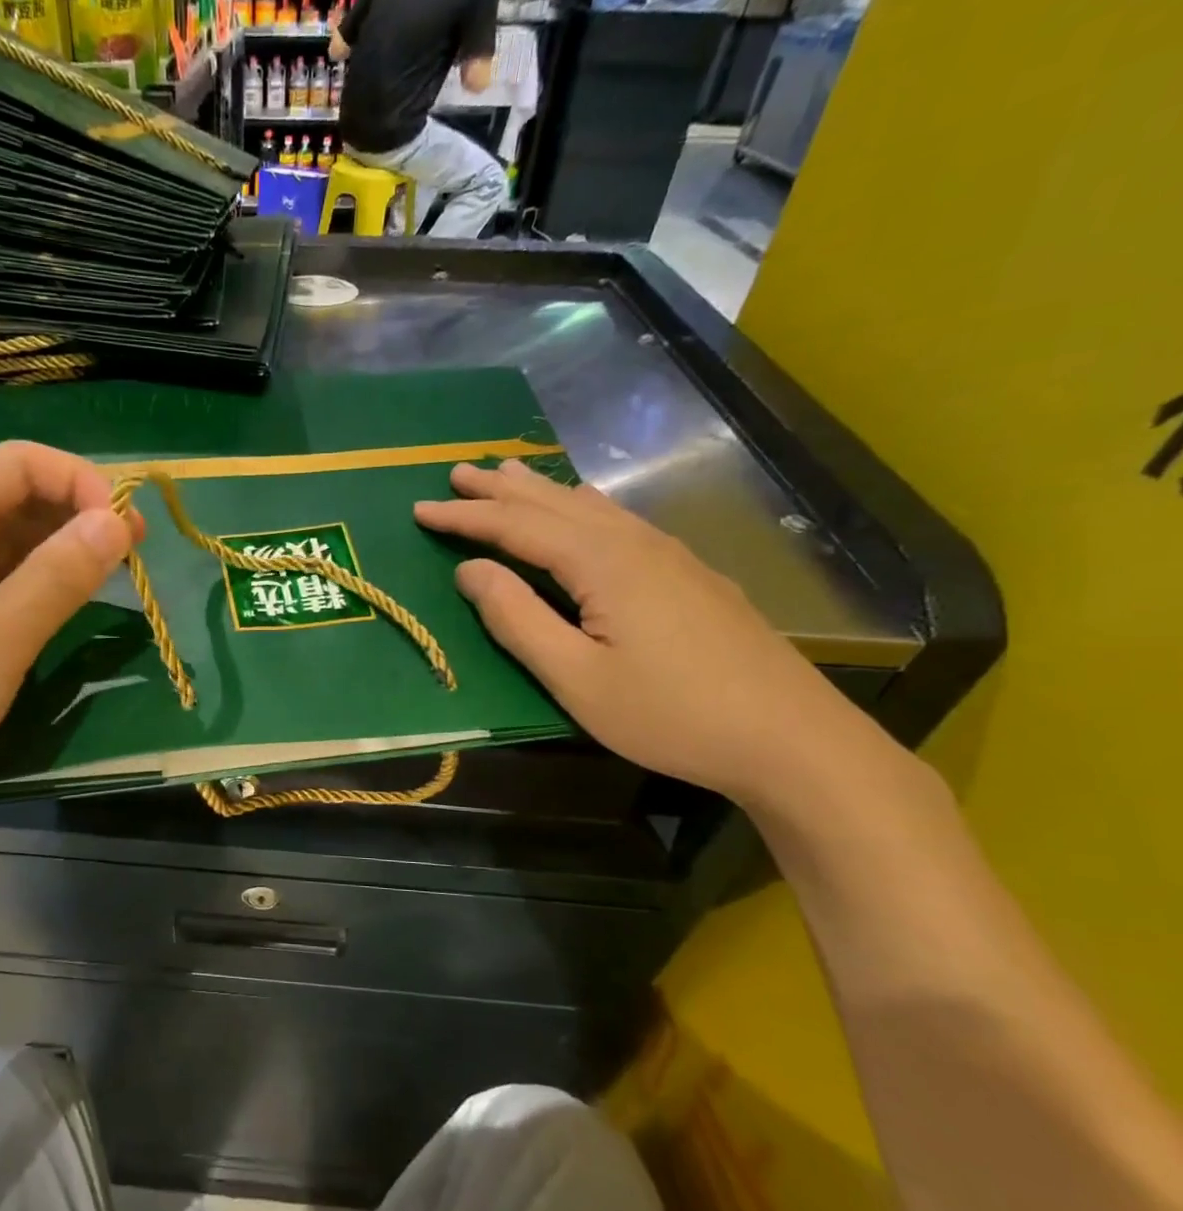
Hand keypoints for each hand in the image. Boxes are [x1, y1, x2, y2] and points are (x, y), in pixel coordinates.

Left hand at [0, 442, 135, 842]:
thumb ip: (57, 578)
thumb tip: (117, 521)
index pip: (21, 464)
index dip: (80, 481)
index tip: (127, 528)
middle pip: (22, 497)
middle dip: (81, 513)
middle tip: (137, 552)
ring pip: (18, 543)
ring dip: (69, 550)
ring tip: (120, 574)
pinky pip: (8, 584)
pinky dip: (48, 586)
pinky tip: (79, 603)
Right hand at [414, 460, 887, 805]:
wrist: (791, 738)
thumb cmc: (669, 714)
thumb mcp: (576, 678)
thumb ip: (517, 619)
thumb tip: (470, 570)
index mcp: (601, 563)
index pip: (517, 526)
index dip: (465, 516)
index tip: (420, 508)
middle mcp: (634, 543)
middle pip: (553, 502)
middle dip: (499, 488)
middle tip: (455, 472)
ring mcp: (670, 555)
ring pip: (591, 506)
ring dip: (541, 491)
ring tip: (507, 475)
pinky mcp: (690, 574)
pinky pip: (618, 520)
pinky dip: (580, 506)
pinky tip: (583, 509)